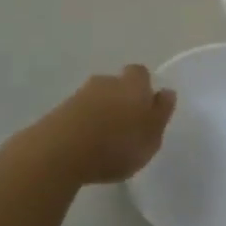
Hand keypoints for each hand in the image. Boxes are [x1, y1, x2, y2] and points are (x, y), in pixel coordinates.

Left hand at [33, 65, 176, 185]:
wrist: (61, 151)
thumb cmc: (116, 145)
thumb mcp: (151, 137)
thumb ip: (161, 114)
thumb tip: (166, 92)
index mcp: (133, 85)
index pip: (140, 74)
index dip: (143, 88)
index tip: (145, 108)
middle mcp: (107, 82)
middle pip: (117, 84)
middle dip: (121, 100)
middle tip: (125, 126)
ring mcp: (80, 94)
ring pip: (96, 98)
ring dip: (100, 113)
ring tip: (103, 140)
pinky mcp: (59, 111)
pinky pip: (78, 114)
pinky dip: (83, 124)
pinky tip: (84, 146)